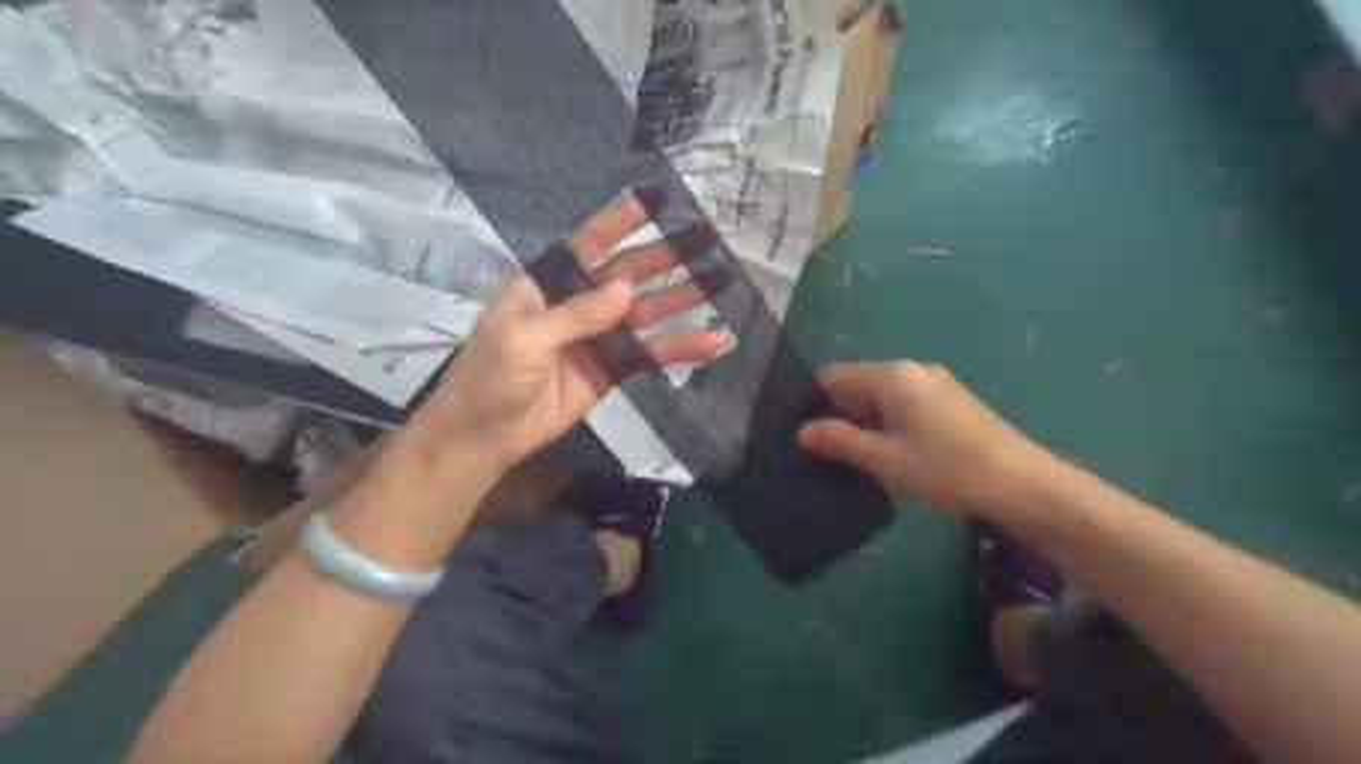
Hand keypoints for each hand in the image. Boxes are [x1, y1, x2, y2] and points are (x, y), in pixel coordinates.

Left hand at [401, 194, 728, 474]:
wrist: (485, 435)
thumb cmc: (490, 375)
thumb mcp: (523, 338)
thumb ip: (576, 314)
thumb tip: (625, 290)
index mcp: (547, 283)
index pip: (588, 243)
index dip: (622, 220)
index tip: (658, 198)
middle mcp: (578, 302)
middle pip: (628, 272)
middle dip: (667, 254)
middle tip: (708, 235)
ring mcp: (599, 337)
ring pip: (647, 311)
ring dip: (682, 296)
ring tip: (722, 280)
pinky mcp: (613, 369)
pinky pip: (650, 354)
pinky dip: (680, 348)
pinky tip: (712, 340)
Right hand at [799, 358, 1061, 514]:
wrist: (1023, 483)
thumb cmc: (945, 467)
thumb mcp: (884, 458)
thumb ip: (839, 440)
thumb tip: (802, 431)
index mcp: (891, 375)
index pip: (835, 375)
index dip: (816, 401)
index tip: (809, 434)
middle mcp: (913, 369)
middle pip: (860, 382)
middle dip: (842, 413)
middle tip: (834, 452)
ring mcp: (937, 382)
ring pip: (884, 395)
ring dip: (868, 420)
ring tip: (864, 457)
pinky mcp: (953, 398)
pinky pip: (908, 401)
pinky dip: (893, 421)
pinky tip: (899, 452)